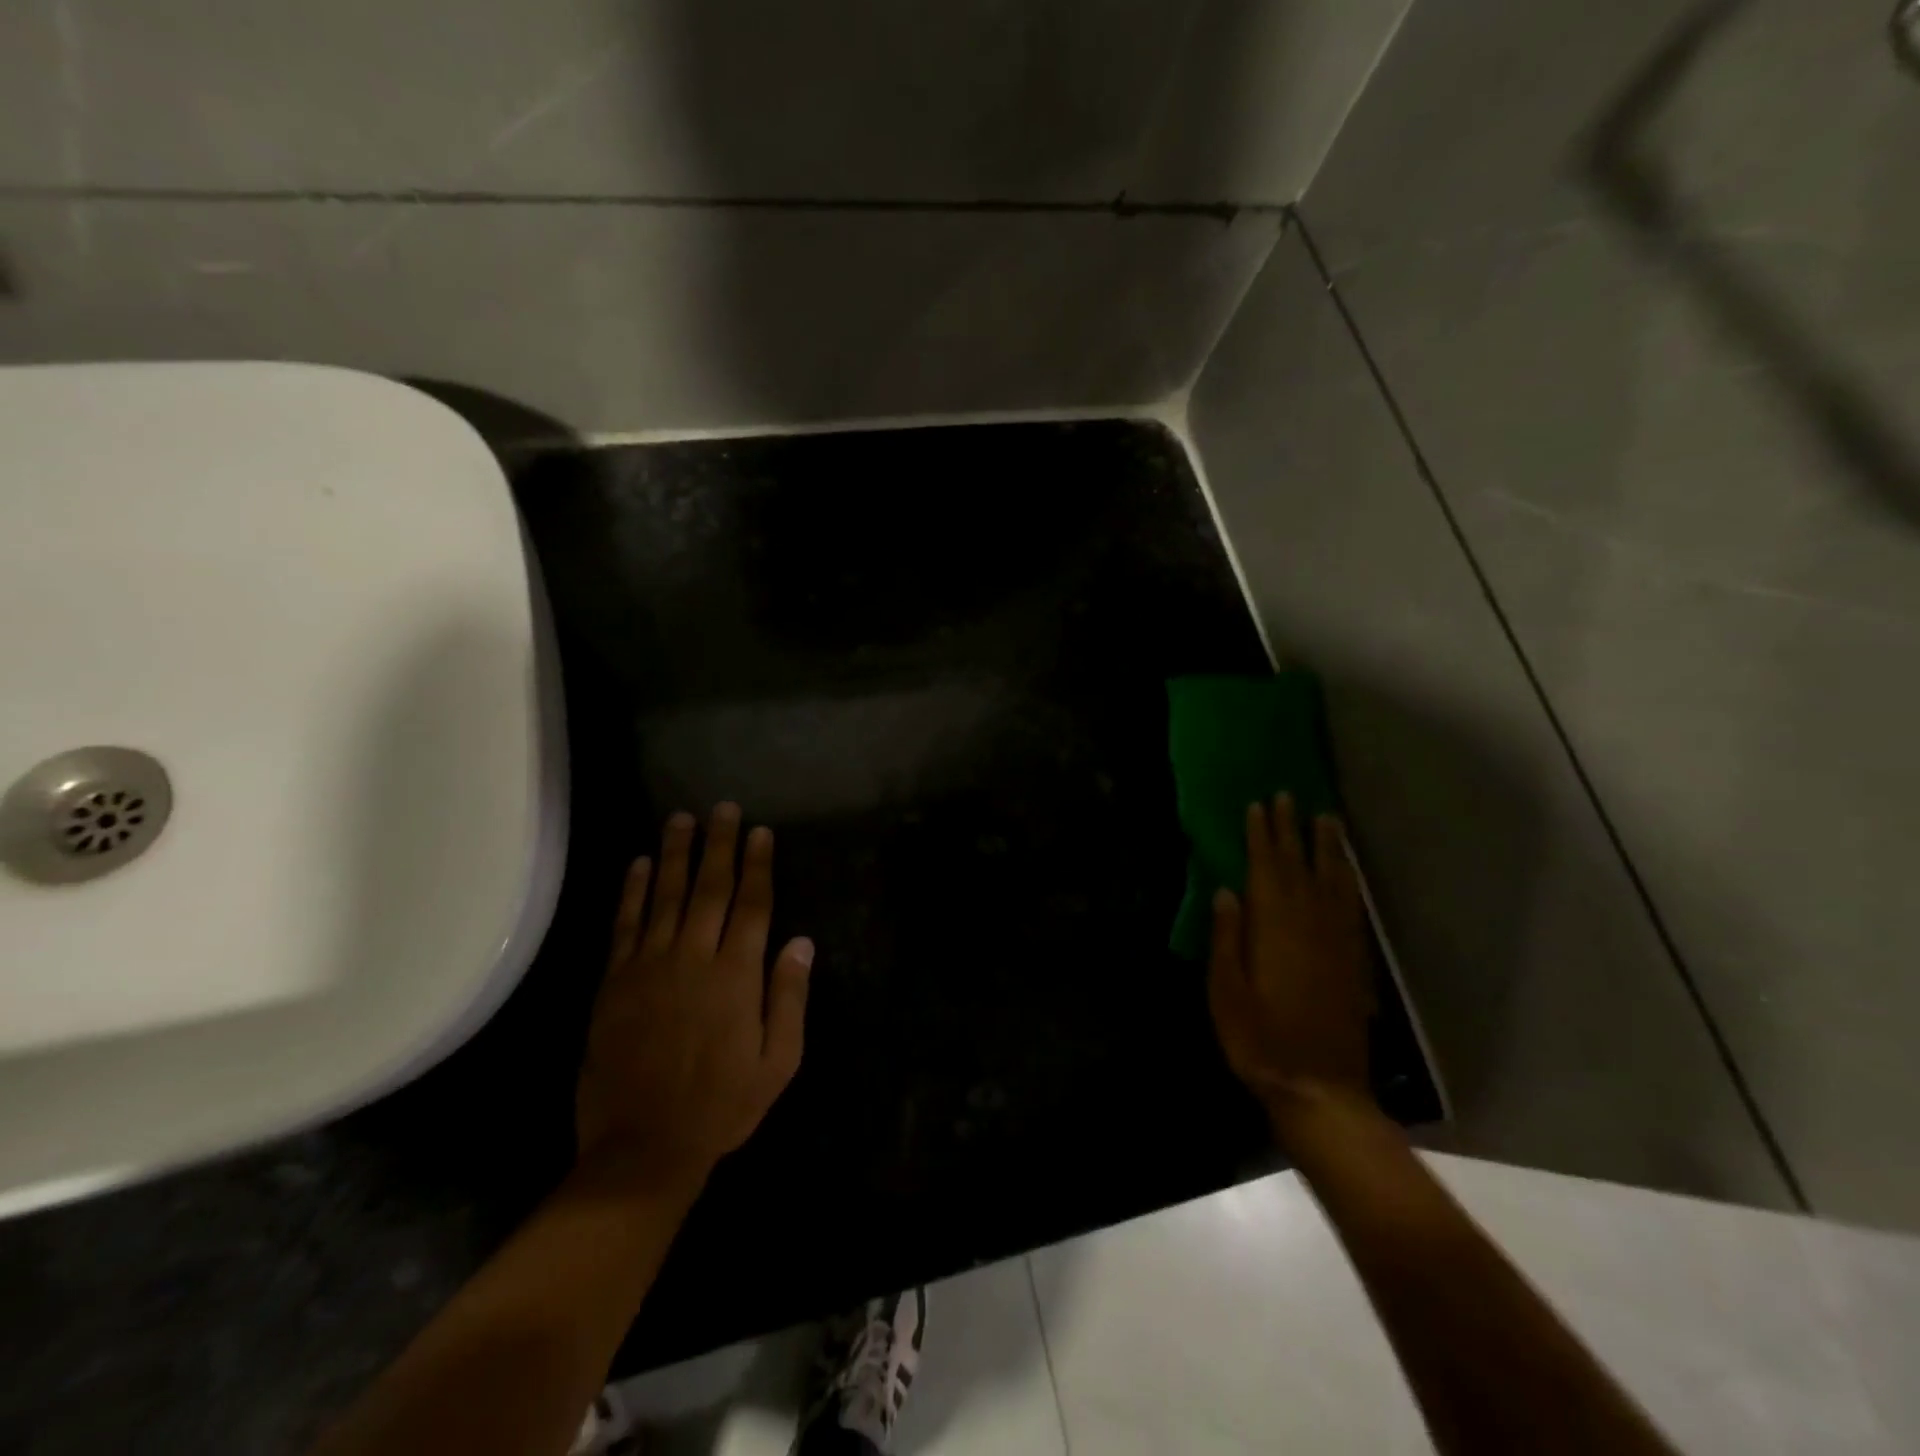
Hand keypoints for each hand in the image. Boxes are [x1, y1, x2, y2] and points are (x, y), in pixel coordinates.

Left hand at [576, 804, 814, 1197]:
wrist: (643, 1148)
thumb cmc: (722, 1105)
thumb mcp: (778, 1061)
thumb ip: (789, 998)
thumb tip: (800, 942)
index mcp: (737, 975)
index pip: (753, 904)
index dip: (758, 864)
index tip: (760, 832)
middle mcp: (694, 958)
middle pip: (710, 888)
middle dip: (719, 845)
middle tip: (723, 808)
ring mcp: (649, 966)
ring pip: (665, 895)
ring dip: (674, 854)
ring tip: (680, 819)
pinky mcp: (615, 982)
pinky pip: (625, 925)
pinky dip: (632, 891)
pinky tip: (638, 864)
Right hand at [1209, 795, 1375, 1131]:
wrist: (1320, 1089)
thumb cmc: (1259, 1040)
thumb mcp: (1225, 991)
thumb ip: (1226, 938)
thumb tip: (1226, 890)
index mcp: (1274, 929)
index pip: (1267, 869)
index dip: (1262, 836)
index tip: (1259, 805)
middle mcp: (1310, 926)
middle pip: (1300, 866)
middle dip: (1292, 830)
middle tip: (1289, 795)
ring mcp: (1337, 942)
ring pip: (1333, 882)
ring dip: (1327, 848)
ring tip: (1325, 819)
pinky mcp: (1354, 961)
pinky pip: (1352, 908)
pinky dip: (1349, 882)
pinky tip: (1347, 871)